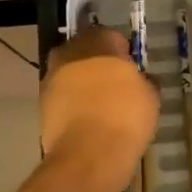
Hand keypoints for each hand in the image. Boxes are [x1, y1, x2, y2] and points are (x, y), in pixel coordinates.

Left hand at [40, 25, 157, 183]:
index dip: (123, 52)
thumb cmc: (125, 116)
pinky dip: (72, 105)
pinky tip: (88, 123)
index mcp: (98, 42)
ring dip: (82, 85)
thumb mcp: (150, 96)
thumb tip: (139, 81)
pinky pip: (63, 98)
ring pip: (71, 75)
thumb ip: (143, 81)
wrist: (88, 155)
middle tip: (115, 85)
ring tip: (101, 107)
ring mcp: (52, 79)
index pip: (111, 36)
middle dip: (97, 64)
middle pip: (85, 52)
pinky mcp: (42, 106)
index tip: (132, 69)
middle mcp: (70, 53)